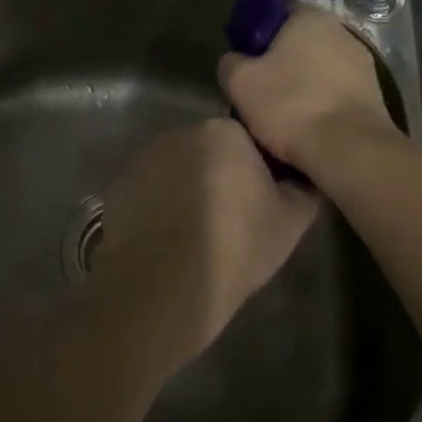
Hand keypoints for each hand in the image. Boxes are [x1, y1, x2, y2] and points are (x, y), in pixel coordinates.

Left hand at [85, 119, 318, 367]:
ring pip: (179, 169)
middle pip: (210, 151)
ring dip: (188, 189)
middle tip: (230, 222)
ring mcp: (145, 157)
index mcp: (223, 132)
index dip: (257, 174)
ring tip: (196, 236)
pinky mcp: (120, 184)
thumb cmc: (235, 249)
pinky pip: (151, 189)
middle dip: (220, 176)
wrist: (161, 290)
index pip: (248, 142)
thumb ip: (302, 188)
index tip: (260, 206)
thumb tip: (300, 177)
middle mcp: (180, 132)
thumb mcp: (290, 223)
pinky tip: (168, 241)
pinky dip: (160, 206)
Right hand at [216, 4, 395, 167]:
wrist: (350, 150)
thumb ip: (230, 62)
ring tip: (283, 113)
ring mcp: (362, 62)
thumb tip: (234, 60)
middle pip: (299, 41)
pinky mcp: (374, 93)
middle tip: (259, 88)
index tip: (244, 60)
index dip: (255, 34)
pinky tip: (308, 125)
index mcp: (309, 17)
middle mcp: (340, 30)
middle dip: (280, 61)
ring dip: (302, 83)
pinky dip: (321, 102)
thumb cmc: (291, 105)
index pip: (275, 12)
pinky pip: (336, 91)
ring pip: (319, 68)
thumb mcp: (239, 82)